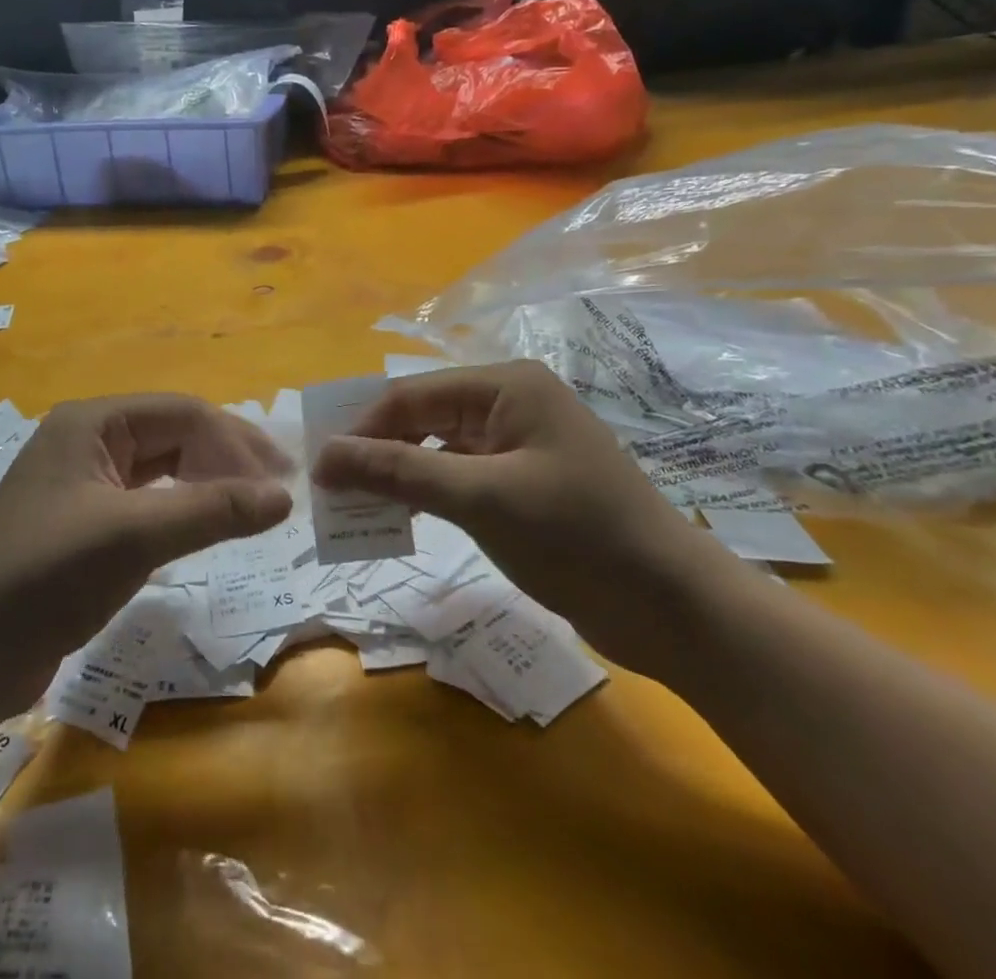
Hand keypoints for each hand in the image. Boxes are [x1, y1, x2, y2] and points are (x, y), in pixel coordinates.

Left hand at [0, 395, 290, 782]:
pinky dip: (180, 509)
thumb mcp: (135, 535)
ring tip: (250, 508)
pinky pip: (145, 500)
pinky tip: (205, 526)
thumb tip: (285, 497)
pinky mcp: (82, 521)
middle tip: (275, 493)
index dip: (236, 441)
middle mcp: (87, 440)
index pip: (182, 413)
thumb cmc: (49, 575)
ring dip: (206, 483)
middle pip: (173, 435)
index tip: (282, 480)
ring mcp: (82, 482)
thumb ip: (213, 510)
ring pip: (161, 468)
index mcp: (92, 422)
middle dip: (225, 459)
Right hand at [311, 361, 745, 676]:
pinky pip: (457, 478)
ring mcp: (517, 445)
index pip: (411, 395)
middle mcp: (509, 403)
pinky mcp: (522, 484)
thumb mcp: (480, 498)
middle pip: (421, 418)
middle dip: (376, 453)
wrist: (674, 609)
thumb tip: (324, 457)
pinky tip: (401, 520)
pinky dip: (425, 496)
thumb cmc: (578, 536)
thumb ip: (398, 471)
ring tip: (357, 510)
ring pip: (435, 450)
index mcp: (505, 385)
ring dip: (397, 477)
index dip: (361, 430)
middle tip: (332, 494)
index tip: (320, 472)